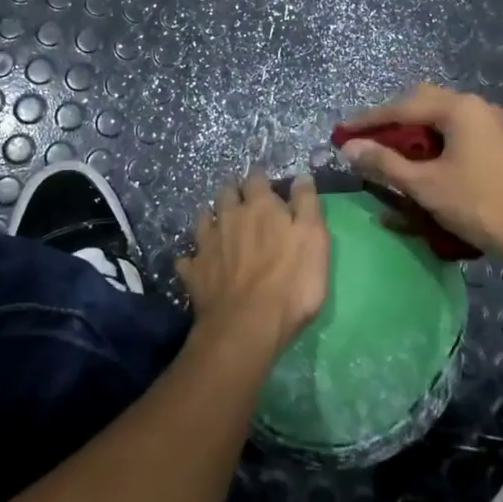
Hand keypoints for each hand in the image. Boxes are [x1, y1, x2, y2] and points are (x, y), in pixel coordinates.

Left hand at [177, 172, 328, 356]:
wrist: (247, 326)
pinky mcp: (193, 271)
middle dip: (234, 193)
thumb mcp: (314, 239)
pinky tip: (198, 263)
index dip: (262, 179)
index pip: (257, 178)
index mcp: (260, 206)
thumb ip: (307, 204)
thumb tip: (301, 176)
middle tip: (244, 203)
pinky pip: (187, 257)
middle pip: (227, 193)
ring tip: (220, 225)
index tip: (267, 185)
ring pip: (204, 218)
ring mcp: (207, 243)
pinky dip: (193, 257)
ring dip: (212, 217)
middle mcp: (229, 216)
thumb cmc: (291, 282)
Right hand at [338, 84, 502, 261]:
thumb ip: (385, 163)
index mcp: (459, 108)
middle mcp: (477, 107)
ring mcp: (494, 125)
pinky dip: (435, 147)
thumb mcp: (425, 185)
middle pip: (423, 105)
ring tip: (390, 157)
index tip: (341, 133)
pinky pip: (459, 136)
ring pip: (442, 121)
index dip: (368, 120)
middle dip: (392, 123)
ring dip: (414, 136)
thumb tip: (350, 148)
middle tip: (366, 142)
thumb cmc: (480, 204)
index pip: (402, 106)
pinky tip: (424, 168)